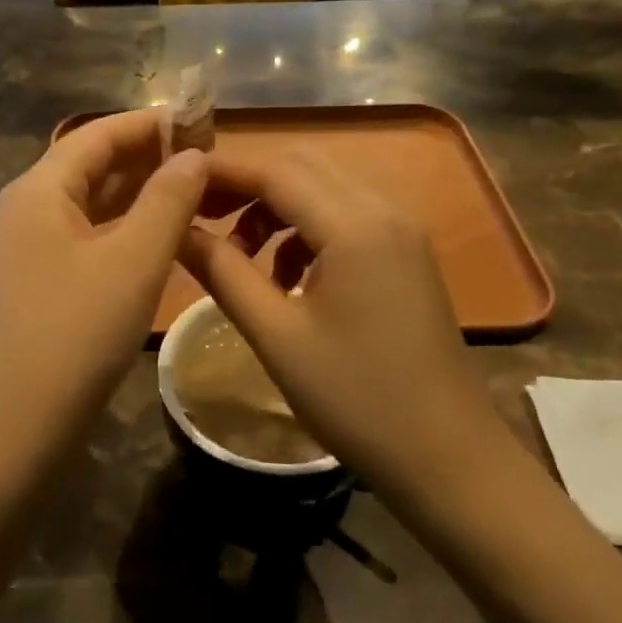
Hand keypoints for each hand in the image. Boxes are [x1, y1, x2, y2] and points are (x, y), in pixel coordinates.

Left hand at [0, 111, 206, 482]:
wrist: (8, 431)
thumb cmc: (74, 336)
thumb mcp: (134, 262)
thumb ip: (168, 200)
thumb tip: (192, 155)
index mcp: (37, 191)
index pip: (97, 134)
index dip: (149, 124)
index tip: (199, 121)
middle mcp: (21, 210)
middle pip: (88, 166)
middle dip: (145, 158)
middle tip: (204, 160)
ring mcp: (20, 250)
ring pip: (86, 205)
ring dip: (135, 195)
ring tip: (189, 194)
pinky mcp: (29, 284)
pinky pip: (80, 239)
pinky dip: (118, 231)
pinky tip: (153, 241)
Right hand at [180, 151, 502, 496]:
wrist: (447, 456)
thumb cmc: (355, 399)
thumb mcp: (276, 336)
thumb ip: (222, 272)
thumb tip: (177, 230)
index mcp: (354, 225)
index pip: (274, 170)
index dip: (220, 171)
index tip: (174, 185)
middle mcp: (384, 209)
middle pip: (301, 165)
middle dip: (246, 183)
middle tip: (200, 216)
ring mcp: (402, 229)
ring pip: (324, 186)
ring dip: (275, 205)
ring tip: (239, 254)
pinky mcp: (407, 252)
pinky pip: (346, 214)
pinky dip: (305, 226)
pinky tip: (286, 275)